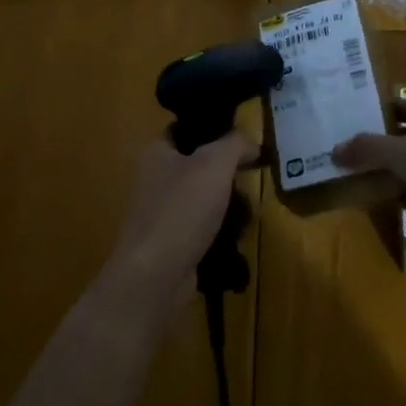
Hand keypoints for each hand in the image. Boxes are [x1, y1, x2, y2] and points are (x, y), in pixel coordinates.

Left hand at [103, 130, 255, 314]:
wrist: (155, 276)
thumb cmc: (182, 210)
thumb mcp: (214, 164)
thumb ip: (235, 144)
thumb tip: (251, 143)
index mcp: (157, 153)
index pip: (186, 129)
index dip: (215, 130)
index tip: (244, 141)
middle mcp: (155, 179)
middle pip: (199, 166)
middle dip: (226, 173)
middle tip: (251, 178)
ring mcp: (161, 213)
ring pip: (203, 199)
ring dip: (226, 205)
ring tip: (248, 212)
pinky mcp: (170, 242)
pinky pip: (201, 227)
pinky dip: (219, 231)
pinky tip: (236, 237)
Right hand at [334, 101, 405, 293]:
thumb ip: (371, 148)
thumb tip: (336, 149)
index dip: (388, 107)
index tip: (357, 111)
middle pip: (405, 139)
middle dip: (377, 141)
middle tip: (341, 142)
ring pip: (405, 170)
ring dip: (380, 170)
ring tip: (344, 170)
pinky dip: (389, 196)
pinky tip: (366, 199)